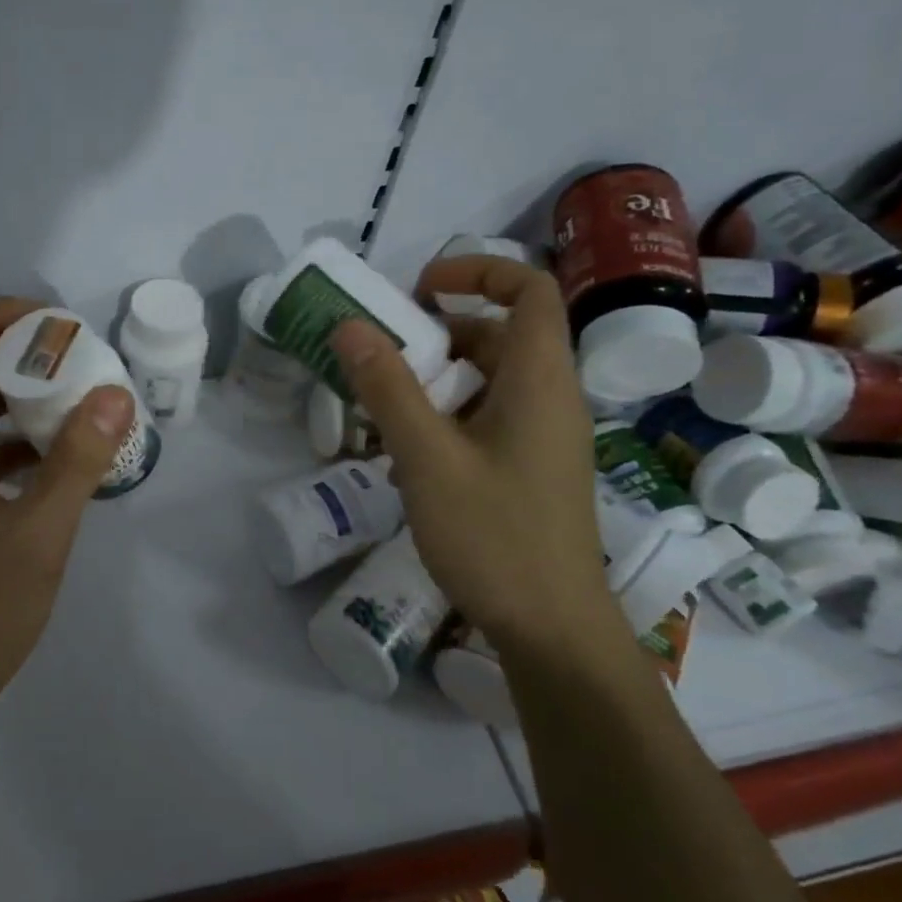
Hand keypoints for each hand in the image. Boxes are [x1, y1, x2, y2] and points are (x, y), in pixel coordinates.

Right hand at [329, 255, 609, 649]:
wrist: (551, 629)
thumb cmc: (494, 536)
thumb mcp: (428, 458)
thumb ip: (388, 388)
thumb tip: (351, 326)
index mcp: (540, 381)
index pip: (530, 289)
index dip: (478, 271)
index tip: (419, 289)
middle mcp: (550, 399)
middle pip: (501, 334)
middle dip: (439, 332)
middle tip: (382, 352)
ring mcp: (542, 438)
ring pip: (490, 381)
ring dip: (436, 380)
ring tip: (381, 405)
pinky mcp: (529, 469)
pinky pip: (488, 418)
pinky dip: (446, 416)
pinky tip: (405, 452)